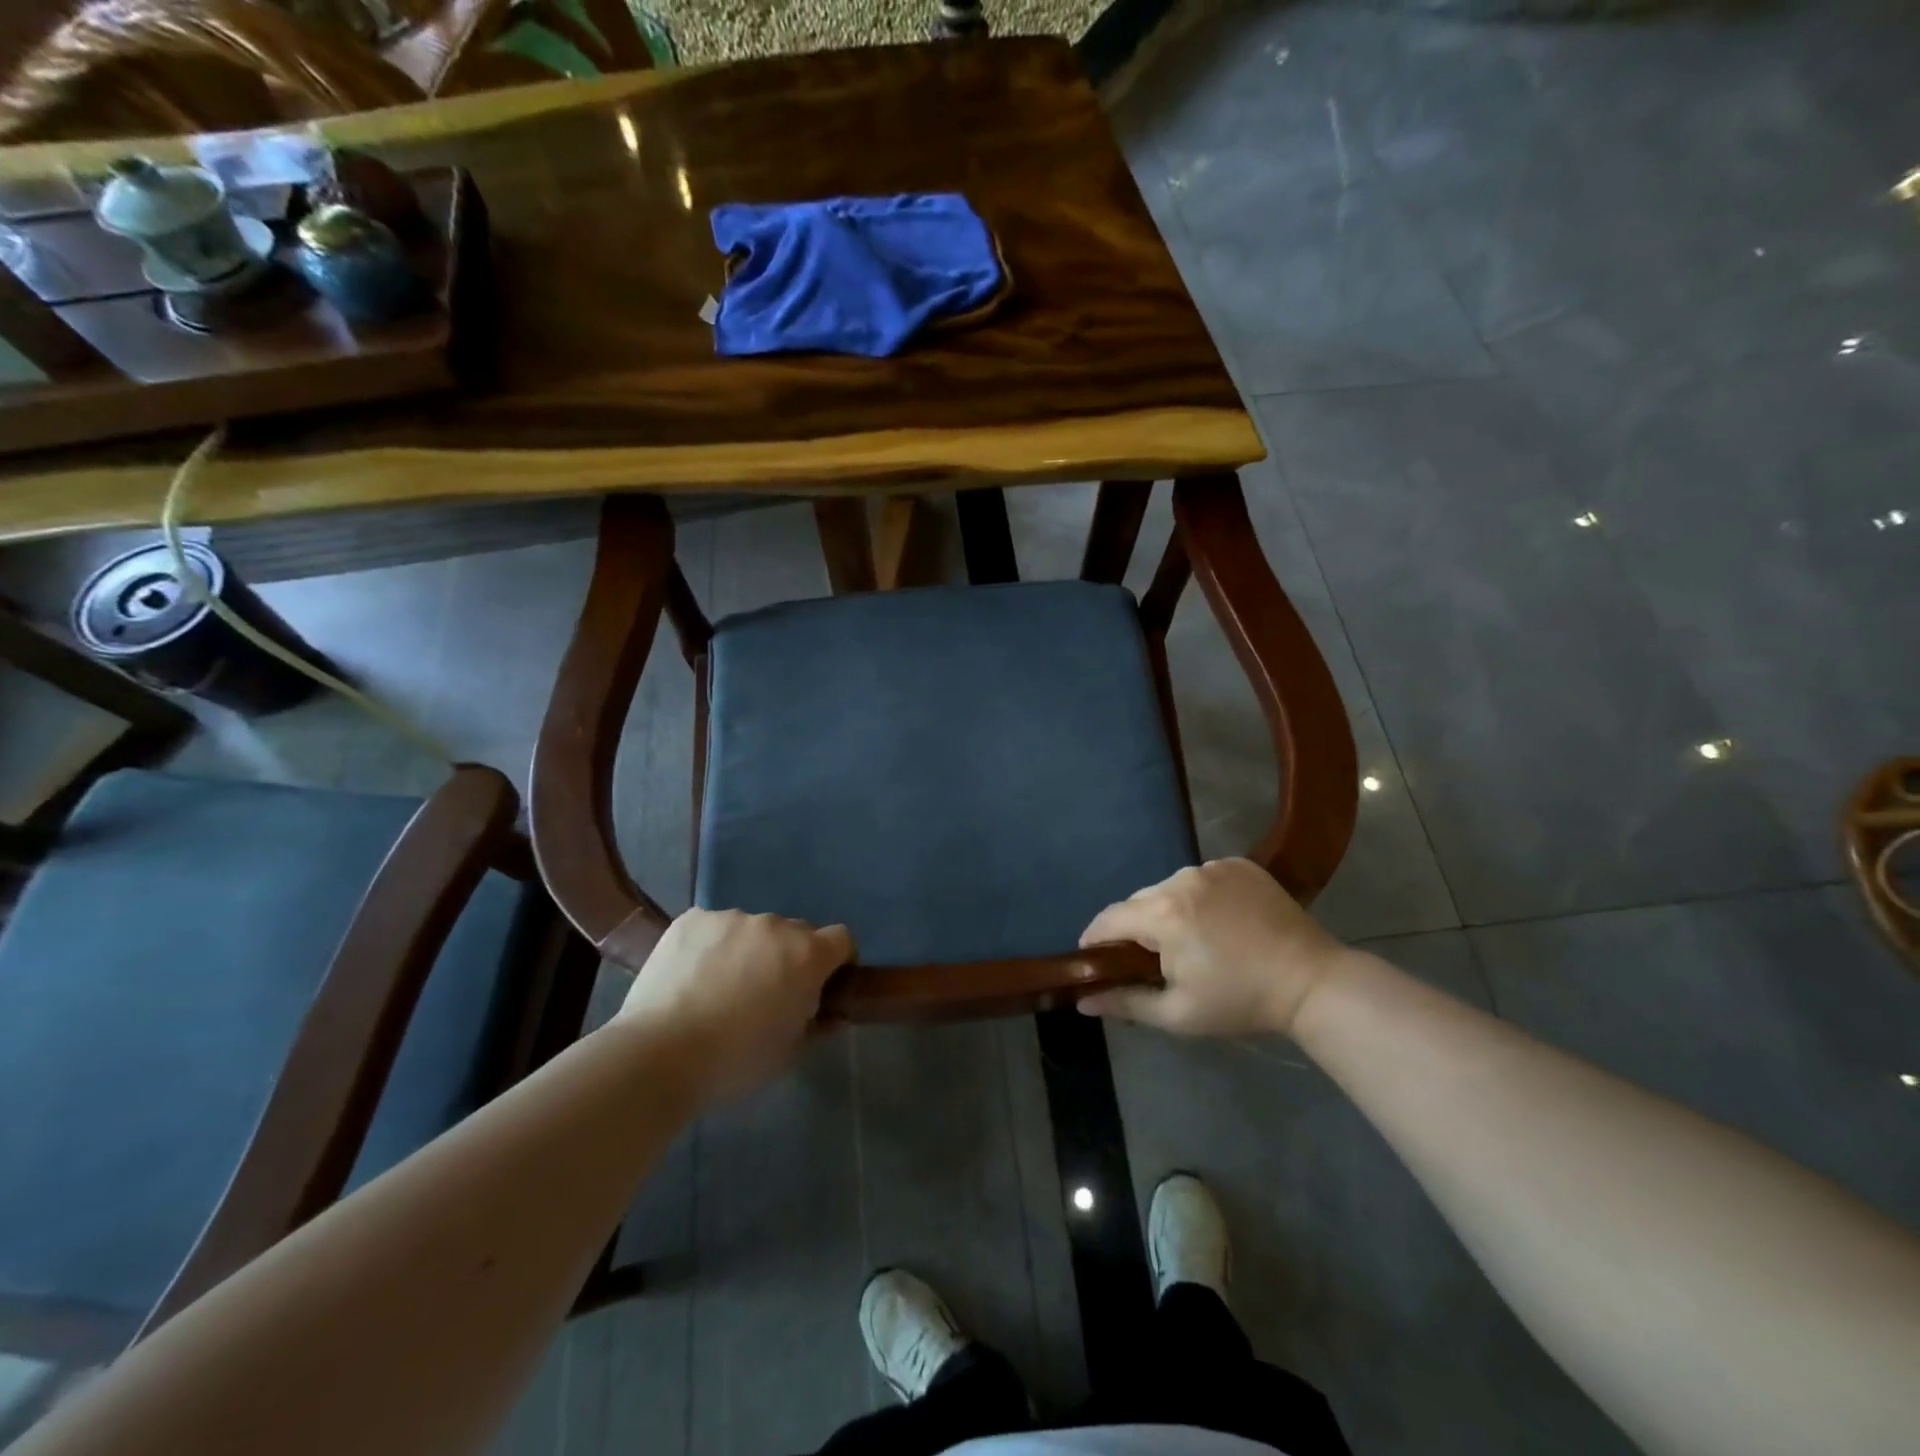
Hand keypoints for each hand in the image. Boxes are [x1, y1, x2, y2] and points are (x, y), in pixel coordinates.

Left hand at [616, 909, 853, 1103]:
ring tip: (720, 987)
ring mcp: (731, 917)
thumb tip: (832, 1013)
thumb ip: (818, 1025)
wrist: (658, 1055)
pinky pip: (714, 928)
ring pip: (752, 929)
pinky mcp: (692, 919)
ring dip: (749, 950)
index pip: (841, 939)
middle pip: (796, 932)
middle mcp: (775, 925)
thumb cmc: (735, 1061)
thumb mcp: (789, 1053)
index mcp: (807, 955)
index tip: (823, 986)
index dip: (837, 961)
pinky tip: (691, 977)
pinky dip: (711, 946)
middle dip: (790, 957)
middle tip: (766, 993)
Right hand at [1077, 858, 1353, 1036]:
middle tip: (1152, 960)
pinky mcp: (1239, 864)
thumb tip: (1081, 1001)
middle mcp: (1182, 878)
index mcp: (1164, 913)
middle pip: (1139, 901)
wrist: (1312, 982)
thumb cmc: (1240, 1001)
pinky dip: (1199, 897)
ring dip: (1168, 910)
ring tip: (1190, 941)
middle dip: (1137, 928)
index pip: (1109, 919)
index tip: (1095, 959)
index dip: (1096, 939)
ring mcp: (1213, 867)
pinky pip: (1201, 878)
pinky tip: (1218, 922)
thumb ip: (1125, 1003)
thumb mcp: (1178, 1013)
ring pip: (1169, 888)